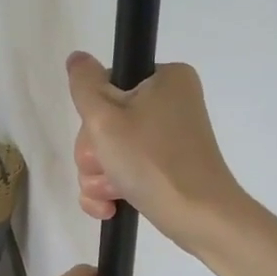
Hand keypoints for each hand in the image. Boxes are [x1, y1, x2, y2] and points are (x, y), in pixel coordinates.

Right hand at [67, 52, 276, 275]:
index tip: (101, 135)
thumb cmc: (152, 162)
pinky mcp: (166, 168)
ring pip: (110, 150)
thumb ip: (84, 84)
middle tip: (106, 167)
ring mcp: (169, 138)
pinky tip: (110, 207)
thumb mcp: (106, 117)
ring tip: (112, 193)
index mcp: (166, 79)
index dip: (93, 114)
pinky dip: (112, 189)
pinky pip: (124, 171)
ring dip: (100, 175)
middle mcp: (171, 103)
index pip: (107, 84)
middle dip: (96, 153)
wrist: (199, 217)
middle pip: (106, 121)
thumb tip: (77, 58)